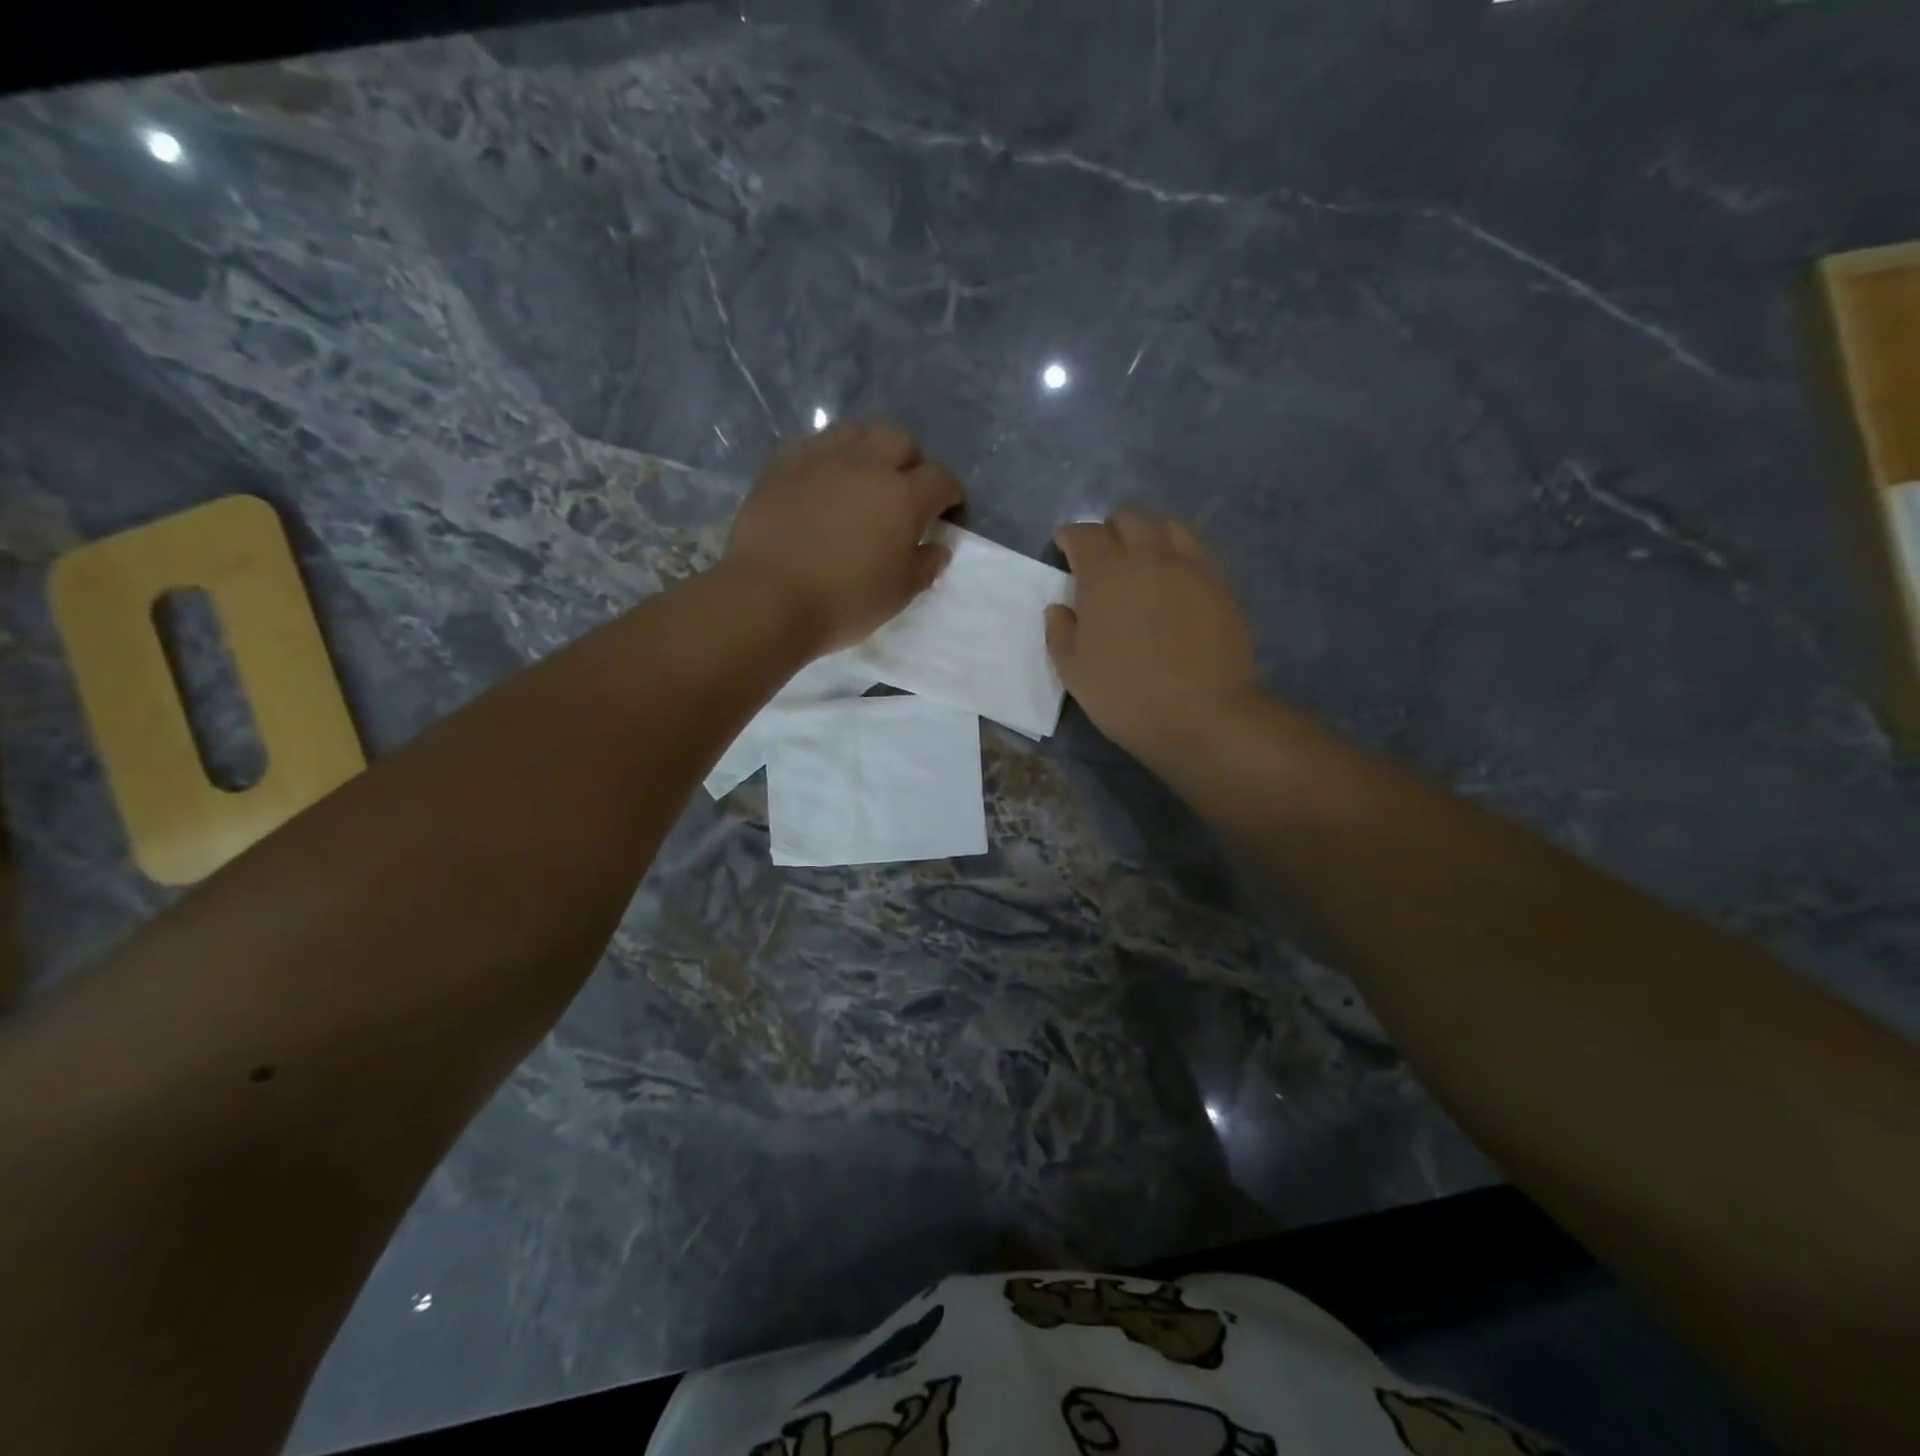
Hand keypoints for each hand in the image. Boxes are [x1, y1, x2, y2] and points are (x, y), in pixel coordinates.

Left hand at [723, 421, 964, 651]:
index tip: (949, 511)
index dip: (951, 494)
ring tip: (863, 478)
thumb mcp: (899, 594)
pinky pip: (814, 445)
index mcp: (903, 496)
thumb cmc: (844, 602)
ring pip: (855, 431)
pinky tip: (823, 482)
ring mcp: (820, 459)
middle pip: (899, 439)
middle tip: (905, 490)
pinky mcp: (782, 465)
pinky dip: (828, 458)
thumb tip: (938, 546)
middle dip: (911, 460)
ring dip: (868, 449)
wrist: (769, 598)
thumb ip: (926, 565)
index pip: (941, 479)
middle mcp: (866, 465)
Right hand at [1046, 508, 1260, 765]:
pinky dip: (1179, 557)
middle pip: (1129, 519)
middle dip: (1111, 531)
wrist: (1202, 715)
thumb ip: (1060, 633)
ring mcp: (1191, 568)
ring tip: (1144, 564)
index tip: (1065, 552)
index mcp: (1106, 573)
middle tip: (1104, 559)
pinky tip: (1175, 585)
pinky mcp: (1221, 586)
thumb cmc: (1126, 695)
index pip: (1084, 535)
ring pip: (1169, 527)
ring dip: (1149, 536)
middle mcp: (1149, 557)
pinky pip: (1197, 553)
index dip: (1070, 539)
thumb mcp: (1074, 671)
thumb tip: (1060, 609)